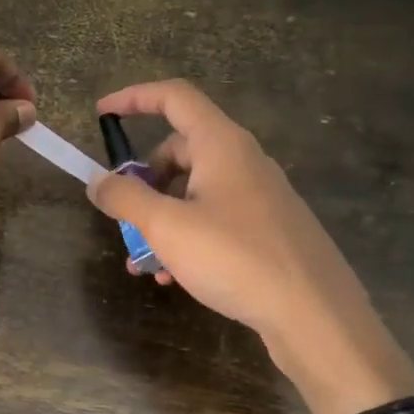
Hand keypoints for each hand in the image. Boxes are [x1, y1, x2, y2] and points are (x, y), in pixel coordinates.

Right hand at [87, 80, 413, 413]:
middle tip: (123, 214)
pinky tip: (173, 277)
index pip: (174, 97)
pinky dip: (186, 237)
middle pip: (179, 150)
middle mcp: (243, 161)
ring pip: (194, 191)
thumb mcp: (167, 226)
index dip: (134, 97)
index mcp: (221, 145)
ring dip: (160, 218)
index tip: (101, 114)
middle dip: (144, 180)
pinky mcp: (267, 229)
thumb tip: (97, 180)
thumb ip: (126, 197)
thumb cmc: (236, 258)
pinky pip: (214, 219)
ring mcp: (258, 197)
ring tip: (142, 261)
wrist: (316, 316)